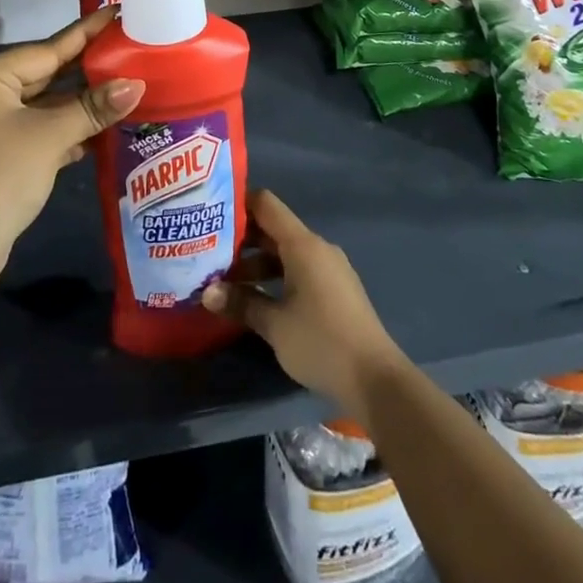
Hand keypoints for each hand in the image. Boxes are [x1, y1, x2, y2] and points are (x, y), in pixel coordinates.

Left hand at [0, 9, 141, 292]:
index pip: (47, 48)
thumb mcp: (49, 138)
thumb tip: (136, 84)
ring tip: (125, 84)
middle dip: (87, 69)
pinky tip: (100, 127)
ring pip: (44, 103)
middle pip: (46, 73)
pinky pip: (38, 127)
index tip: (115, 11)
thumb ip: (93, 108)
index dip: (86, 33)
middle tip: (128, 48)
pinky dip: (66, 128)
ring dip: (81, 102)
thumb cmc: (0, 178)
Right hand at [202, 189, 407, 420]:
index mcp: (302, 245)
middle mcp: (317, 248)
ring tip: (226, 282)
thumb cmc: (321, 342)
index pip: (266, 204)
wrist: (375, 379)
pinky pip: (299, 269)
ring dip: (257, 263)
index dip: (239, 203)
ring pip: (286, 253)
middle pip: (274, 229)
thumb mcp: (274, 324)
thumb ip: (240, 303)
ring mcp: (329, 269)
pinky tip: (257, 299)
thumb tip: (206, 293)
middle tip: (208, 252)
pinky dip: (276, 276)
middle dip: (242, 240)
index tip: (211, 214)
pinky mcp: (335, 290)